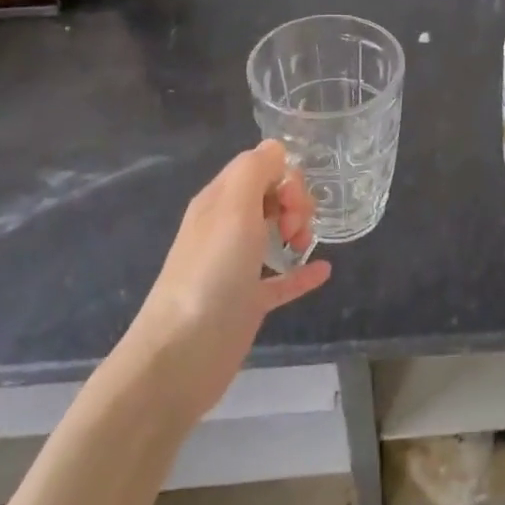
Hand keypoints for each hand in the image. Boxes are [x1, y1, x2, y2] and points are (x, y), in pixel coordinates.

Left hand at [111, 140, 331, 424]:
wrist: (181, 355)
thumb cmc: (211, 274)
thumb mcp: (233, 208)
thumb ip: (255, 169)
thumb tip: (276, 149)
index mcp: (219, 201)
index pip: (261, 167)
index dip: (286, 179)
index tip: (294, 205)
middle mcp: (226, 228)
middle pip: (271, 197)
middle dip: (295, 204)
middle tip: (297, 230)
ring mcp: (235, 266)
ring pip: (275, 233)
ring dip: (299, 231)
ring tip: (304, 247)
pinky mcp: (246, 302)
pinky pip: (280, 279)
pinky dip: (301, 272)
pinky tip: (323, 271)